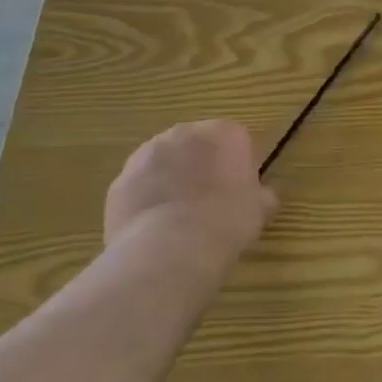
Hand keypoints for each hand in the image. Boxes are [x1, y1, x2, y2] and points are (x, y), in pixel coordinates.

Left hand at [104, 121, 276, 277]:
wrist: (169, 250)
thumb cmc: (227, 221)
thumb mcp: (259, 210)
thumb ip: (260, 196)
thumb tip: (262, 197)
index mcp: (225, 132)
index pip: (236, 140)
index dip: (239, 166)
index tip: (240, 191)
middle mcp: (185, 133)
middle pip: (197, 146)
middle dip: (202, 167)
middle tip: (210, 202)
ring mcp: (146, 155)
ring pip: (165, 163)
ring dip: (172, 180)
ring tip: (180, 218)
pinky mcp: (119, 181)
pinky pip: (140, 186)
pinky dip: (147, 200)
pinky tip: (156, 229)